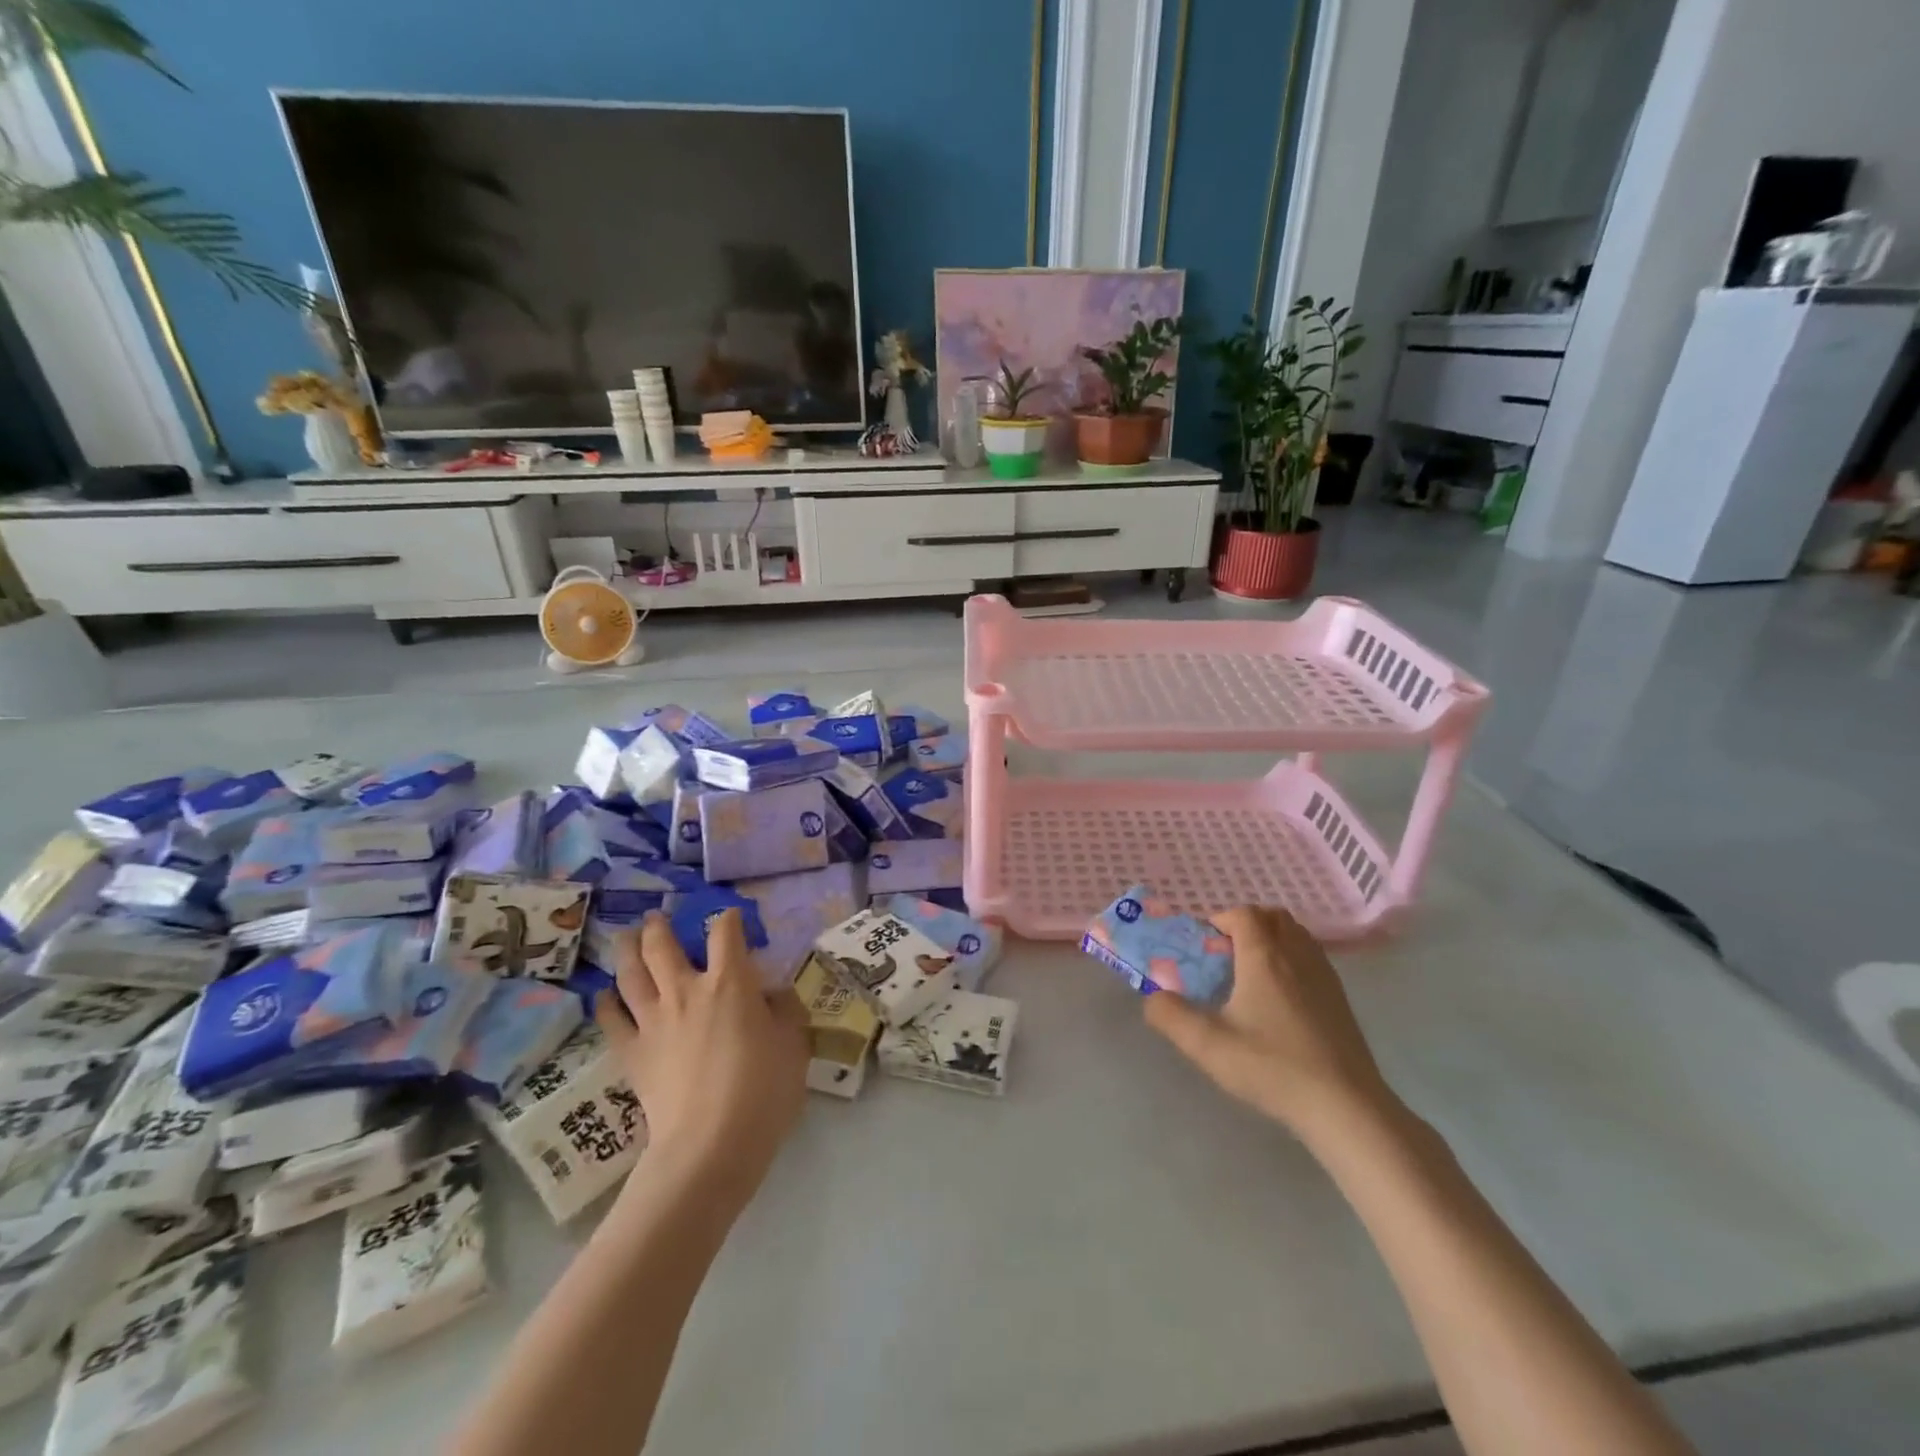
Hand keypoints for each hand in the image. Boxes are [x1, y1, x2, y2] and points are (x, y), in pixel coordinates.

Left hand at [596, 909, 808, 1200]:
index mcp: (730, 981)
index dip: (728, 918)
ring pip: (630, 973)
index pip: (725, 932)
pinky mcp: (632, 1052)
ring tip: (625, 938)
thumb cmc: (763, 1089)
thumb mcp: (793, 1043)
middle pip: (662, 945)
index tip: (730, 918)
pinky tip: (606, 994)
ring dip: (626, 950)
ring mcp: (653, 1020)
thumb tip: (772, 995)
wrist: (711, 1144)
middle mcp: (686, 989)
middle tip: (656, 918)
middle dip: (659, 926)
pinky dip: (607, 1001)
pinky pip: (611, 1018)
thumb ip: (784, 1011)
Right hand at [1143, 906, 1397, 1139]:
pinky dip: (1292, 960)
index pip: (1243, 913)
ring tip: (1251, 975)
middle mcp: (1297, 954)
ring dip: (1271, 939)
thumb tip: (1152, 997)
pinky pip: (1312, 957)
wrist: (1345, 1107)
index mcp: (1264, 956)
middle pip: (1273, 916)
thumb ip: (1170, 1015)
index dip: (1220, 920)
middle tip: (1226, 956)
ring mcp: (1324, 975)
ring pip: (1296, 935)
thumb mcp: (1207, 1045)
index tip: (1204, 947)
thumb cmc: (1272, 1066)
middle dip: (1246, 924)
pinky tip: (1280, 999)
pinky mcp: (1340, 998)